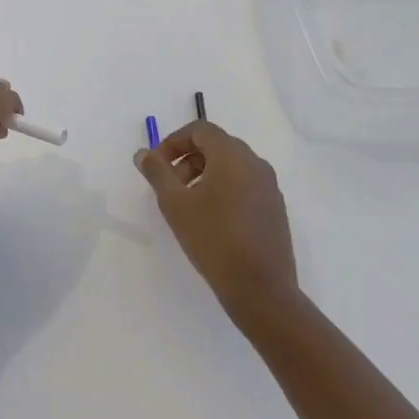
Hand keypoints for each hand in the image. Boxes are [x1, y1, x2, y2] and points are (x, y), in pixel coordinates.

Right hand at [134, 121, 297, 325]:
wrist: (261, 288)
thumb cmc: (213, 239)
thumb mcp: (175, 204)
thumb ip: (157, 172)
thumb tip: (143, 153)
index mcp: (232, 156)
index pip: (200, 130)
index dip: (174, 141)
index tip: (157, 164)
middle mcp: (255, 163)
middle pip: (216, 145)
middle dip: (187, 158)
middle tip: (169, 185)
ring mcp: (269, 186)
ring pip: (231, 165)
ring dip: (204, 174)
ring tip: (188, 204)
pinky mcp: (275, 208)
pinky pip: (245, 184)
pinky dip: (224, 188)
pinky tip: (212, 219)